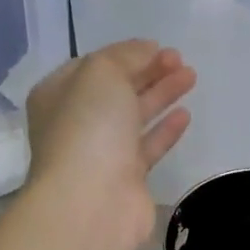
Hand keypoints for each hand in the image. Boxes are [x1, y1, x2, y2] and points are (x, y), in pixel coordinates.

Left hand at [25, 41, 195, 249]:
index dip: (125, 54)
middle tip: (180, 59)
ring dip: (161, 94)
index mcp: (58, 94)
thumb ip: (126, 55)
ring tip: (191, 76)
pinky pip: (147, 146)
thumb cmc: (88, 127)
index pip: (93, 66)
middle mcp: (75, 122)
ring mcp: (100, 152)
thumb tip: (146, 50)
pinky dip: (165, 128)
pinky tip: (185, 114)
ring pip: (134, 115)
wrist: (90, 203)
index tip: (157, 46)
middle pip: (116, 89)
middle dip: (148, 71)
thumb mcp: (102, 73)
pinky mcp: (125, 178)